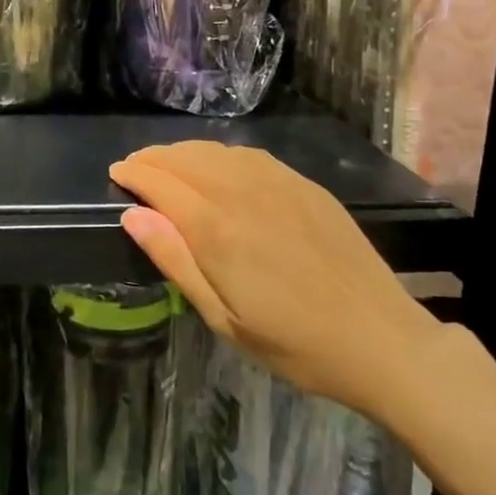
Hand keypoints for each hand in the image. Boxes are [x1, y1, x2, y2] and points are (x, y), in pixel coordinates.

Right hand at [110, 142, 438, 417]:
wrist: (379, 337)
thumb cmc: (293, 343)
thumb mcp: (223, 318)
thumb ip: (176, 261)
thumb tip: (132, 215)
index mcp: (217, 229)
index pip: (162, 184)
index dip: (134, 174)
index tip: (117, 173)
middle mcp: (243, 192)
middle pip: (186, 159)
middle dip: (154, 158)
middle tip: (136, 167)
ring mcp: (279, 183)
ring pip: (218, 151)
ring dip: (185, 152)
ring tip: (169, 164)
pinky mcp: (305, 185)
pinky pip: (251, 156)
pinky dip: (222, 155)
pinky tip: (219, 166)